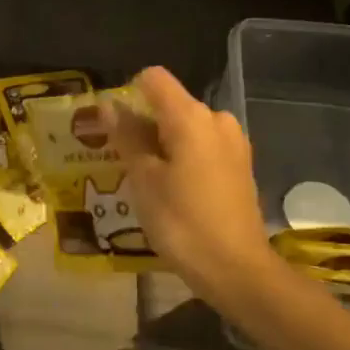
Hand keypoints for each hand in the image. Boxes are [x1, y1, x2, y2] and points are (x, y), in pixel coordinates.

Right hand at [99, 67, 284, 309]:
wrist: (237, 269)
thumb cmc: (182, 222)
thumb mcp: (144, 180)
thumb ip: (127, 137)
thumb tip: (109, 106)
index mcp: (191, 117)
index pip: (154, 79)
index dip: (129, 94)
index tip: (114, 127)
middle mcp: (216, 120)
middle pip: (170, 106)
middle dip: (143, 126)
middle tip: (122, 163)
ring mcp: (233, 143)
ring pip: (186, 129)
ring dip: (162, 146)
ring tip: (145, 182)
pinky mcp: (240, 166)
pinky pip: (202, 148)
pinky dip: (183, 160)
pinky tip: (173, 192)